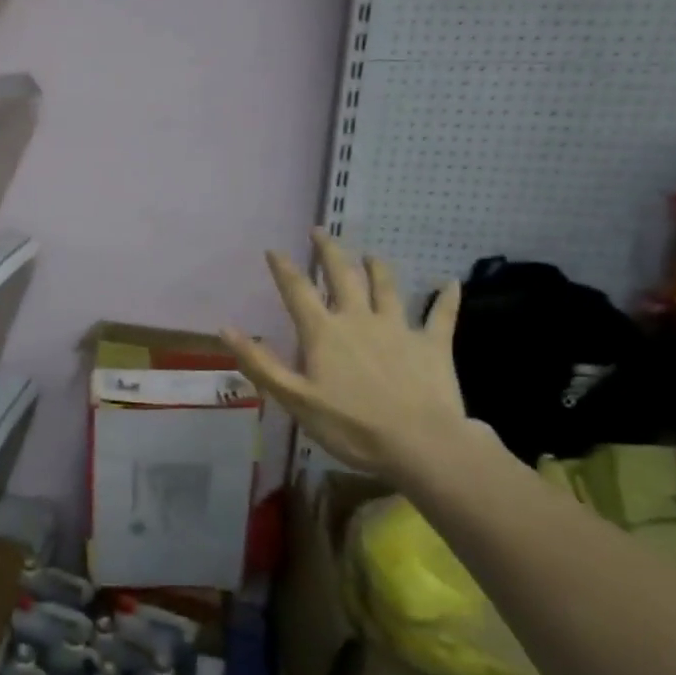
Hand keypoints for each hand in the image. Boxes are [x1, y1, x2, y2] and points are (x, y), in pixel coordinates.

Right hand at [223, 229, 467, 479]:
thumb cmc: (349, 425)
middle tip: (321, 231)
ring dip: (378, 268)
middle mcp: (359, 319)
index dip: (284, 269)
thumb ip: (260, 362)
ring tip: (372, 254)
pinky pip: (441, 315)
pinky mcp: (433, 344)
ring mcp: (399, 328)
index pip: (298, 291)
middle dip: (329, 251)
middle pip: (343, 276)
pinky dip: (445, 297)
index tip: (274, 250)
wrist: (419, 443)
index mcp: (324, 332)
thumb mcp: (294, 398)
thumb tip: (226, 328)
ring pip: (387, 288)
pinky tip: (450, 283)